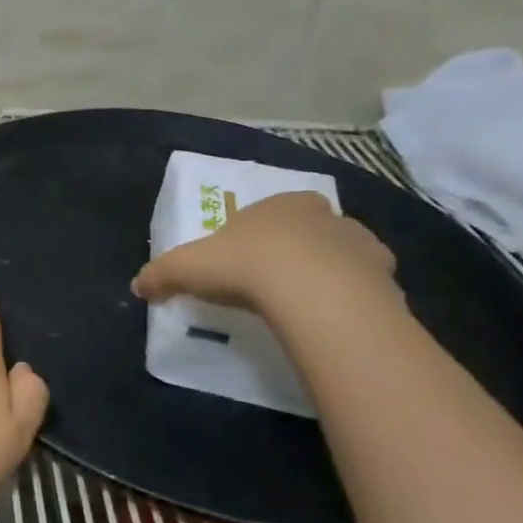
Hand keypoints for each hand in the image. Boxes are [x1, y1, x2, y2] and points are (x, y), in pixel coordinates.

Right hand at [131, 191, 398, 316]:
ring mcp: (358, 244)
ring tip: (303, 306)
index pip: (265, 214)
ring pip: (339, 256)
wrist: (313, 291)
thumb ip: (160, 275)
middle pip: (305, 232)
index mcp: (278, 204)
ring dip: (325, 274)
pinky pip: (364, 287)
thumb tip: (138, 286)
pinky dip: (350, 298)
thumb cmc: (244, 265)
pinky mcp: (384, 276)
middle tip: (270, 285)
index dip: (252, 237)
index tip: (240, 264)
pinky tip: (330, 318)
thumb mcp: (185, 267)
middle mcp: (323, 215)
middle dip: (291, 252)